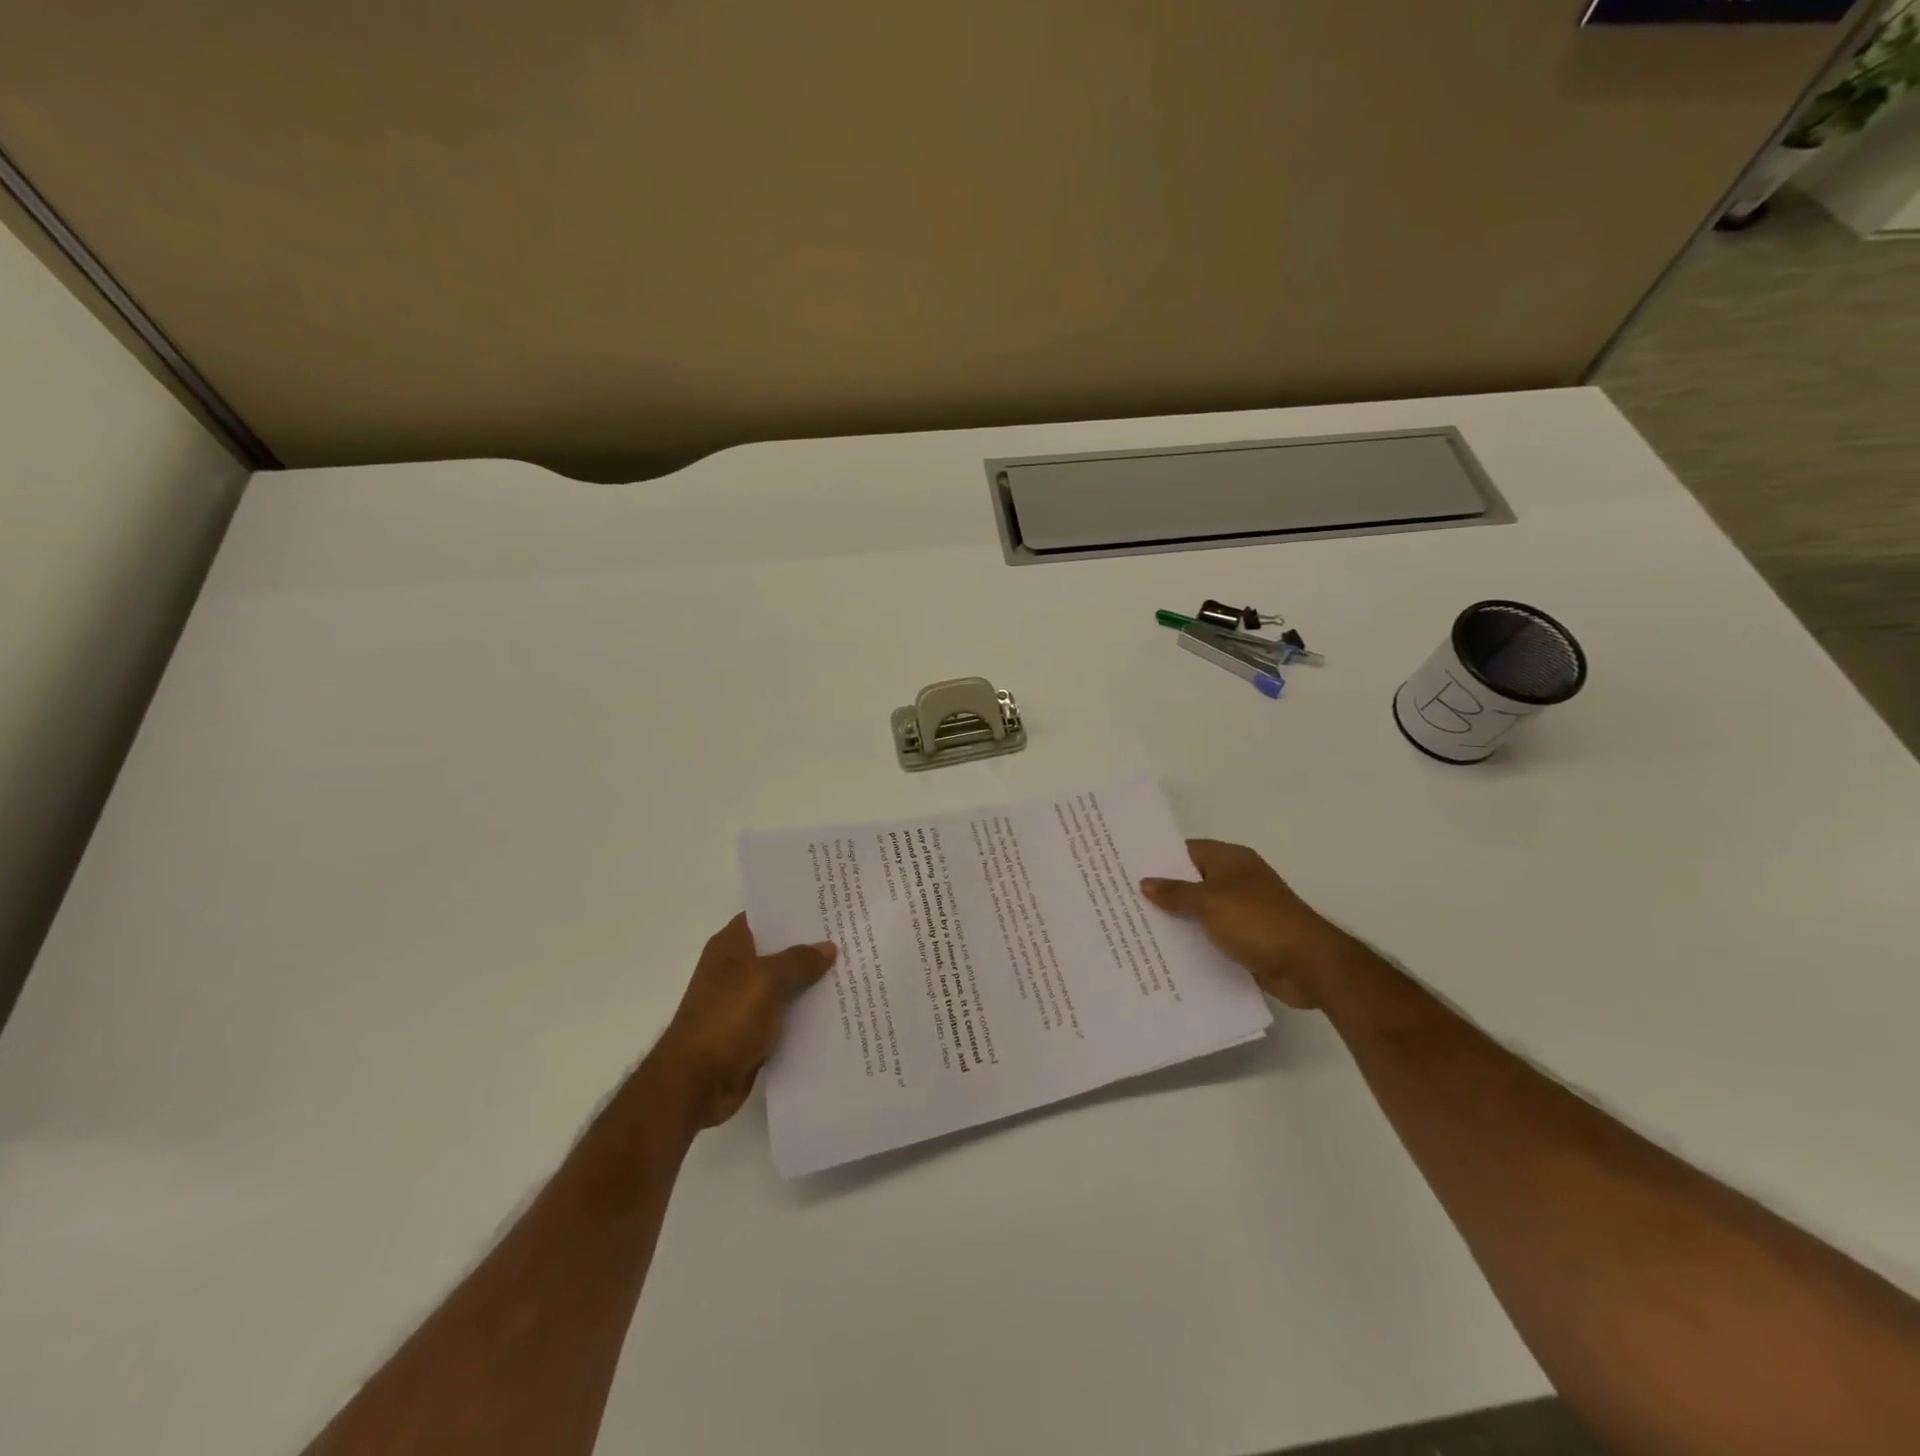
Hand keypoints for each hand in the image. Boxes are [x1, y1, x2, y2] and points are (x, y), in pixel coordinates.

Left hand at [645, 914, 836, 1129]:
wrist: (696, 1084)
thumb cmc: (726, 1019)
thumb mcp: (766, 980)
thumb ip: (798, 960)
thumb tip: (827, 947)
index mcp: (731, 947)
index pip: (766, 916)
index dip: (795, 910)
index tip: (830, 906)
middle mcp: (736, 970)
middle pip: (779, 950)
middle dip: (811, 946)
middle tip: (852, 936)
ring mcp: (744, 1002)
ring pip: (786, 984)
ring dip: (812, 982)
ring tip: (854, 970)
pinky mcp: (753, 1033)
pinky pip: (786, 1015)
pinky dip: (806, 1014)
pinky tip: (838, 1009)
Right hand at [1141, 840, 1351, 1008]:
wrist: (1309, 964)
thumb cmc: (1257, 921)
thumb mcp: (1209, 902)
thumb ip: (1176, 892)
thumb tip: (1146, 882)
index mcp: (1230, 861)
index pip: (1186, 851)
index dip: (1158, 859)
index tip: (1127, 868)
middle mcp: (1236, 881)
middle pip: (1191, 881)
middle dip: (1162, 891)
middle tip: (1123, 900)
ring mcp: (1242, 911)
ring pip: (1200, 911)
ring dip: (1176, 920)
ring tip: (1135, 928)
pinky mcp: (1247, 939)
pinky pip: (1212, 936)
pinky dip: (1194, 942)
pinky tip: (1166, 953)